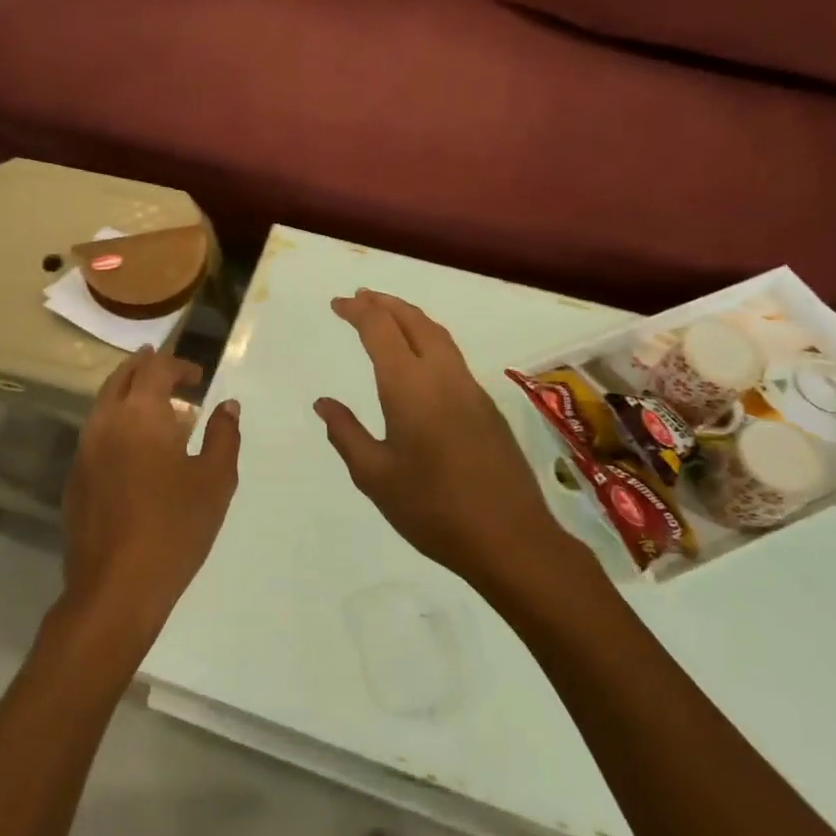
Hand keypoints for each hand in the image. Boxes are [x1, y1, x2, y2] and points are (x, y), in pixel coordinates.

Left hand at [58, 349, 241, 651]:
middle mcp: (106, 422)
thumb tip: (227, 406)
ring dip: (129, 395)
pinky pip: (96, 433)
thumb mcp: (215, 480)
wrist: (116, 587)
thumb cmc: (175, 527)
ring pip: (104, 404)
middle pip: (122, 378)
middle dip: (145, 368)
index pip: (155, 368)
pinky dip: (117, 423)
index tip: (197, 376)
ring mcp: (84, 451)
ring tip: (155, 406)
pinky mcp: (75, 478)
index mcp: (140, 414)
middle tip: (168, 371)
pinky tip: (136, 448)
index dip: (177, 365)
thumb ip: (223, 436)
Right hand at [314, 290, 562, 587]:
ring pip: (438, 335)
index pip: (380, 330)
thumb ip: (346, 434)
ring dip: (409, 317)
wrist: (511, 539)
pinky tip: (419, 358)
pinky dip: (428, 339)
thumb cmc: (433, 509)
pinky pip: (452, 356)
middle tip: (360, 297)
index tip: (338, 303)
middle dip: (385, 303)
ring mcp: (470, 389)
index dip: (358, 311)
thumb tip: (324, 403)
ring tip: (387, 315)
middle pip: (414, 321)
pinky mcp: (487, 406)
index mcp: (409, 387)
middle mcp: (442, 376)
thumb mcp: (375, 476)